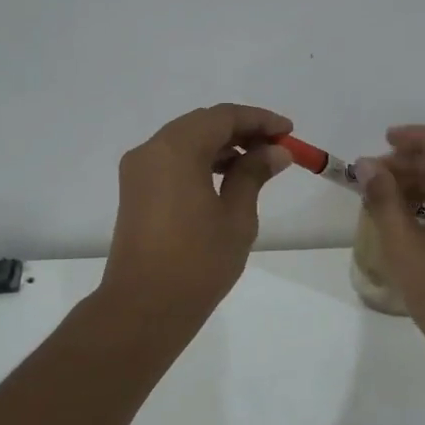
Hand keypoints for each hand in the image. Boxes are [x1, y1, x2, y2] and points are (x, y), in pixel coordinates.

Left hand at [99, 104, 293, 324]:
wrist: (145, 307)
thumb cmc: (197, 262)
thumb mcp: (236, 216)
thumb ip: (254, 175)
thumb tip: (275, 152)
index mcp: (175, 149)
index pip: (223, 117)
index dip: (259, 120)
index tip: (289, 132)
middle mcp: (151, 150)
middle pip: (202, 124)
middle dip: (241, 130)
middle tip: (277, 147)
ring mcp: (138, 171)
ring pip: (186, 141)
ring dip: (221, 146)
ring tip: (258, 164)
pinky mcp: (135, 191)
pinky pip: (172, 161)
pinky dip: (201, 161)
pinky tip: (227, 178)